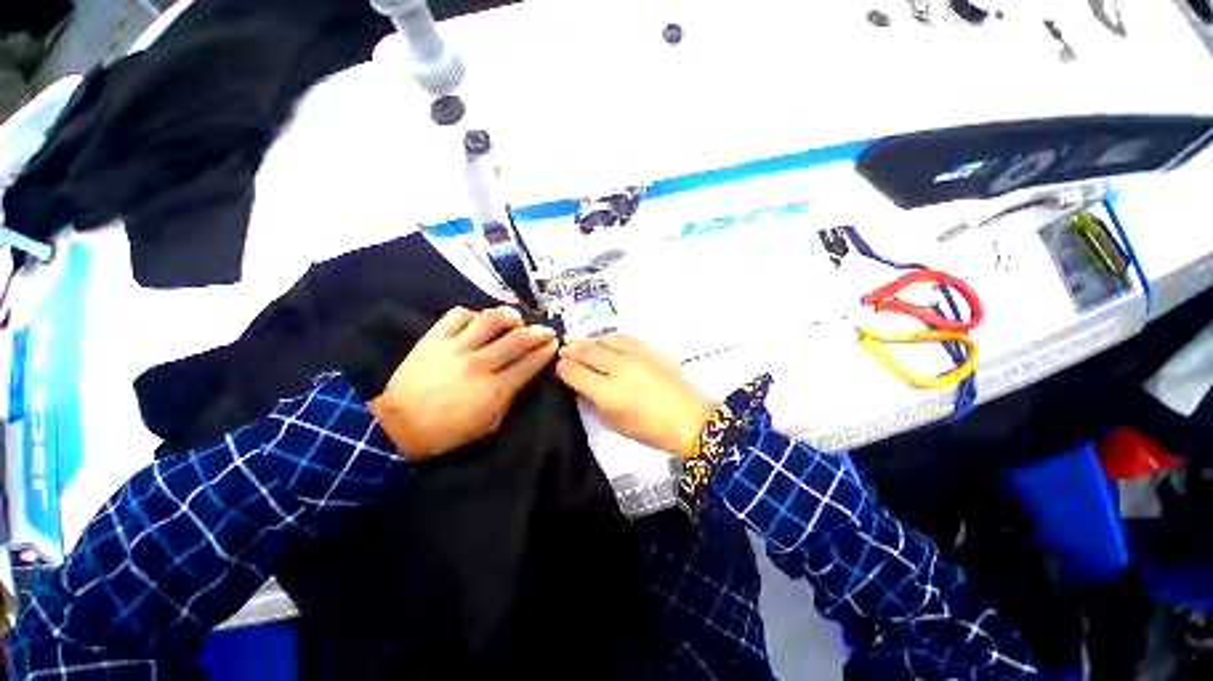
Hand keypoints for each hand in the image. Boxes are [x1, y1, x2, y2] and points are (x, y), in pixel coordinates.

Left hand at [369, 306, 557, 459]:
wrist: (397, 426)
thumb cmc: (447, 431)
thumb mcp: (489, 424)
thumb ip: (509, 398)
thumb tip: (521, 374)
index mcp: (494, 388)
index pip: (529, 363)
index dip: (545, 351)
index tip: (553, 343)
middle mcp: (479, 363)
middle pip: (517, 339)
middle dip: (538, 332)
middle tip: (546, 330)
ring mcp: (455, 348)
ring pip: (490, 319)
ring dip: (509, 316)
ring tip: (515, 319)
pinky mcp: (434, 338)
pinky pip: (458, 314)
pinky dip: (473, 315)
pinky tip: (477, 322)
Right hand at [556, 335, 715, 458]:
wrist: (690, 419)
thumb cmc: (650, 430)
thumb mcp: (614, 424)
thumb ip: (593, 401)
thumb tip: (580, 384)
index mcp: (608, 393)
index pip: (574, 372)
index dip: (562, 368)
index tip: (560, 368)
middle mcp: (619, 369)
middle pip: (586, 351)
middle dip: (571, 350)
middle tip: (564, 349)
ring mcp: (637, 355)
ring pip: (604, 340)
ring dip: (588, 340)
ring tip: (579, 341)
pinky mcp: (651, 349)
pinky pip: (625, 337)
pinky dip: (610, 338)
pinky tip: (605, 341)